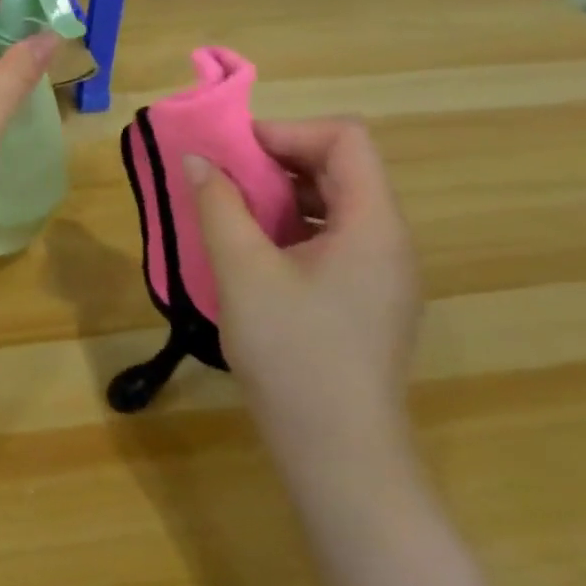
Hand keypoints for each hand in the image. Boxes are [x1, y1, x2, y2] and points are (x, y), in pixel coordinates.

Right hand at [185, 118, 422, 490]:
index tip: (235, 153)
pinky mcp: (367, 300)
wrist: (338, 454)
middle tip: (224, 180)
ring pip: (334, 205)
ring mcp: (382, 273)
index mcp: (373, 224)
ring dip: (281, 196)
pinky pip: (332, 239)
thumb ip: (218, 205)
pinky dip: (291, 230)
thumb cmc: (292, 353)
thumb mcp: (243, 272)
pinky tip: (253, 256)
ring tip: (231, 215)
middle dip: (278, 162)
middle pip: (341, 168)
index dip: (287, 132)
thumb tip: (196, 159)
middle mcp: (389, 240)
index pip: (346, 138)